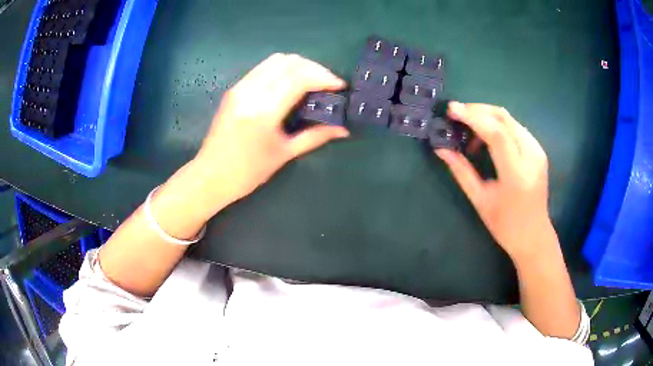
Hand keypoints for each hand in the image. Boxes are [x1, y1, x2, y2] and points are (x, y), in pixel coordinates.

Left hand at [191, 53, 348, 216]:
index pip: (299, 77)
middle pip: (289, 62)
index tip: (340, 86)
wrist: (211, 175)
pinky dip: (283, 69)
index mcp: (264, 110)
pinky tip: (291, 83)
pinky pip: (264, 67)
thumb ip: (316, 136)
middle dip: (315, 68)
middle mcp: (250, 91)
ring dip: (299, 65)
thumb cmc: (248, 171)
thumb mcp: (285, 153)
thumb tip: (344, 129)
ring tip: (312, 81)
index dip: (324, 77)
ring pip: (276, 60)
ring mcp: (240, 87)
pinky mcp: (235, 88)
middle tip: (328, 84)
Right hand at [435, 102, 551, 260]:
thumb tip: (441, 149)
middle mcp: (531, 156)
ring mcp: (538, 151)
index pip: (496, 134)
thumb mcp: (480, 200)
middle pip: (503, 118)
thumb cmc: (506, 225)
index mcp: (516, 174)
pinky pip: (515, 127)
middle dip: (478, 111)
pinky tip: (486, 138)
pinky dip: (497, 125)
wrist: (534, 235)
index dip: (473, 117)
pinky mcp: (538, 150)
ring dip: (486, 117)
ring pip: (509, 119)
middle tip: (457, 115)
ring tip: (469, 131)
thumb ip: (461, 171)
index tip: (452, 110)